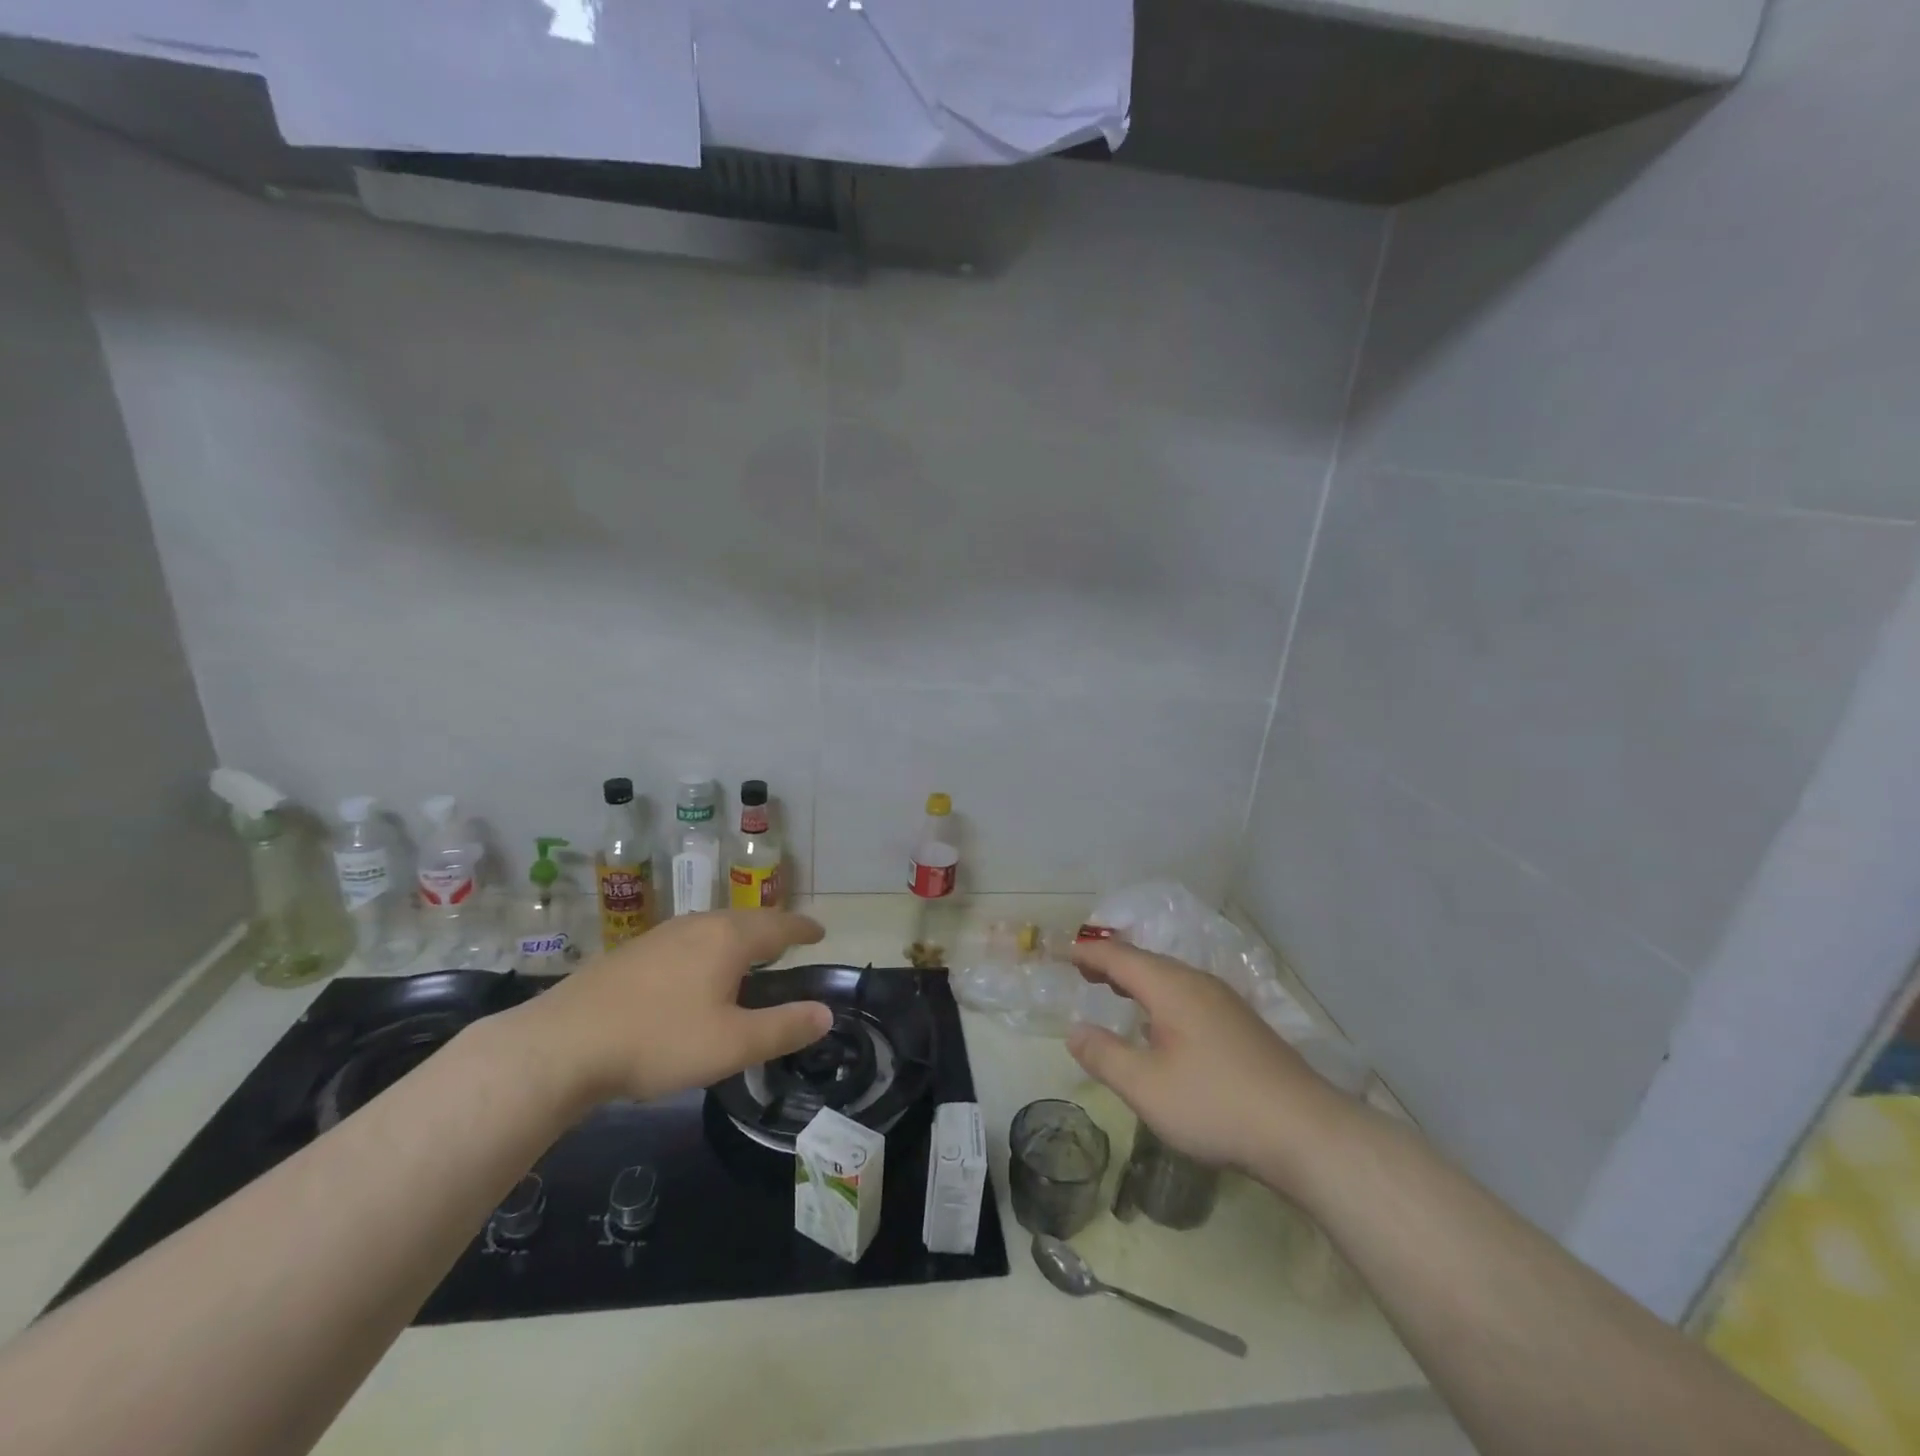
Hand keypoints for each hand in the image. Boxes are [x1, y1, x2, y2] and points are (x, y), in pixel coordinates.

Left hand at [509, 911, 830, 1105]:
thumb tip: (826, 1013)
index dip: (802, 928)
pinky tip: (695, 971)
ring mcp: (660, 936)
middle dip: (772, 929)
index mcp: (728, 939)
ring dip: (738, 937)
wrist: (561, 1044)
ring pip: (712, 928)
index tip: (820, 931)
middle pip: (746, 920)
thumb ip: (783, 1028)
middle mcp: (697, 926)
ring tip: (748, 954)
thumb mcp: (731, 1044)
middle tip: (789, 942)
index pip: (778, 926)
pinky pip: (687, 941)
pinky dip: (707, 949)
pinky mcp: (632, 953)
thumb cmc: (658, 1040)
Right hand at [1066, 939, 1350, 1188]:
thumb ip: (1104, 1056)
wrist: (1305, 1131)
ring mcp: (1225, 1003)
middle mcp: (1198, 984)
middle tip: (1083, 970)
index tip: (1064, 952)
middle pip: (1147, 962)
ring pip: (1171, 978)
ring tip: (1116, 990)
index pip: (1120, 958)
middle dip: (1112, 963)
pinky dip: (1161, 996)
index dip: (1090, 954)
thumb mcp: (1146, 1087)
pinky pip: (1189, 995)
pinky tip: (1163, 1023)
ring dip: (1138, 980)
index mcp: (1172, 988)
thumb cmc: (1215, 1104)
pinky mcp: (1242, 1026)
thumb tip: (1074, 1032)